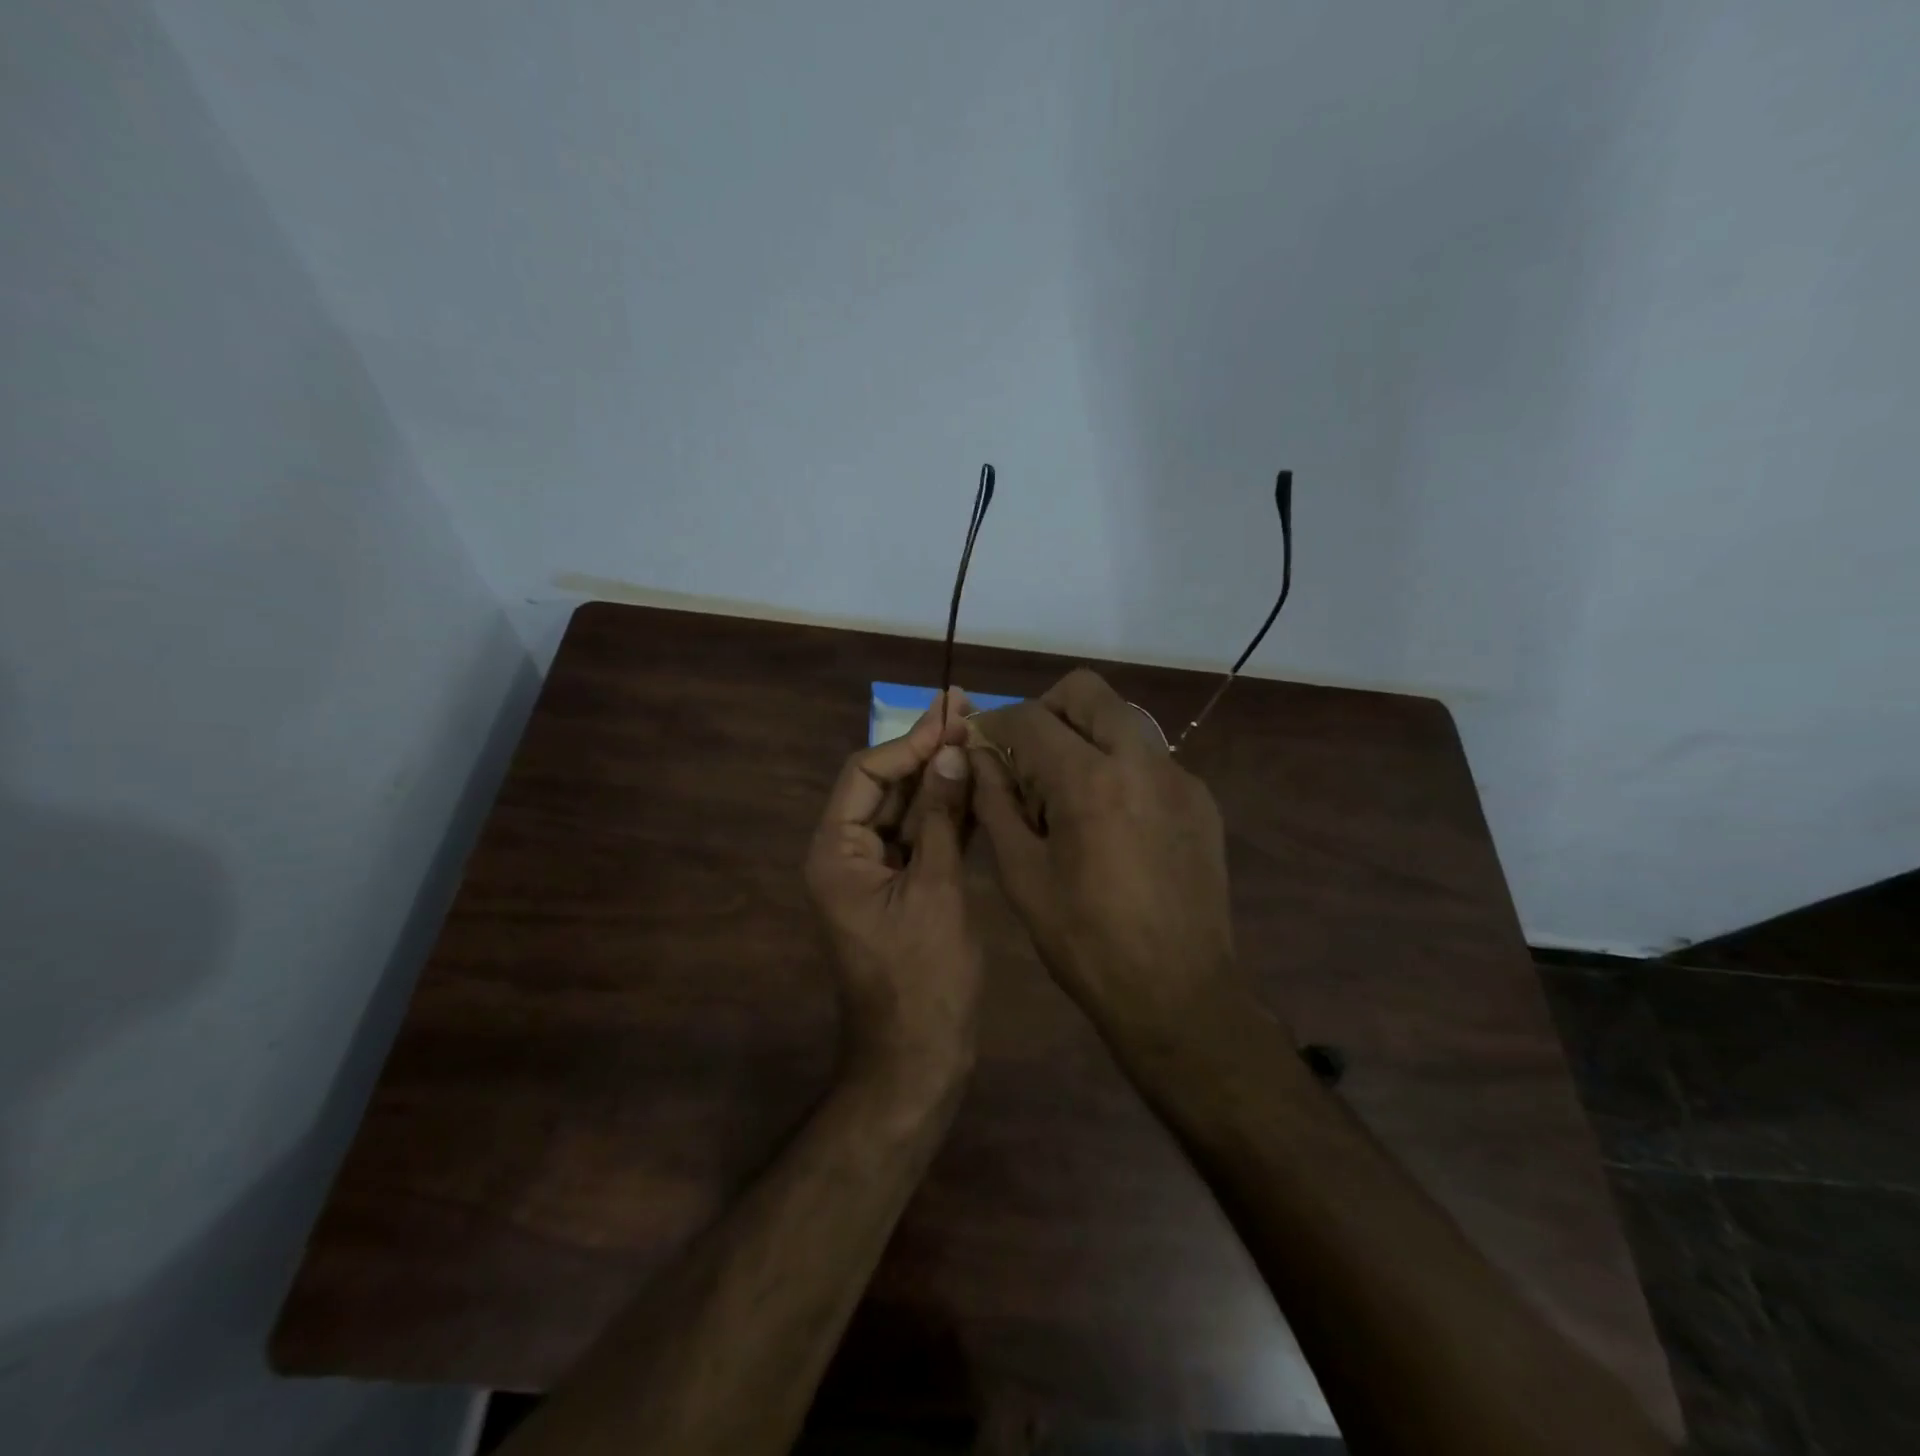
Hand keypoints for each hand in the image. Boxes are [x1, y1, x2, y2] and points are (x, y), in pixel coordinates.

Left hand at [805, 691, 980, 1100]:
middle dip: (926, 749)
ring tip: (977, 731)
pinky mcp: (905, 887)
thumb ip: (941, 819)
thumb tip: (950, 752)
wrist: (918, 1059)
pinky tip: (978, 782)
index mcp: (836, 852)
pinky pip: (924, 838)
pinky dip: (949, 812)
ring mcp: (877, 872)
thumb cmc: (923, 980)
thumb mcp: (936, 891)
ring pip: (908, 809)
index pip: (866, 773)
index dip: (910, 743)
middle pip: (885, 785)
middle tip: (965, 706)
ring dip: (940, 775)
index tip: (952, 716)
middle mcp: (848, 854)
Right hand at [970, 670, 1248, 1037]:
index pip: (1030, 718)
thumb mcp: (1022, 874)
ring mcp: (1179, 777)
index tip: (978, 742)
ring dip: (1084, 735)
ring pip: (1122, 720)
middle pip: (1086, 691)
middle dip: (1046, 710)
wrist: (1178, 993)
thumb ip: (995, 802)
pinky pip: (1150, 758)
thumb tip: (976, 755)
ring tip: (1066, 792)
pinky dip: (1118, 767)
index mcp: (1090, 780)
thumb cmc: (1085, 941)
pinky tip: (1109, 821)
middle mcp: (1142, 761)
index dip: (994, 724)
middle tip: (1026, 757)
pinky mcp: (1202, 800)